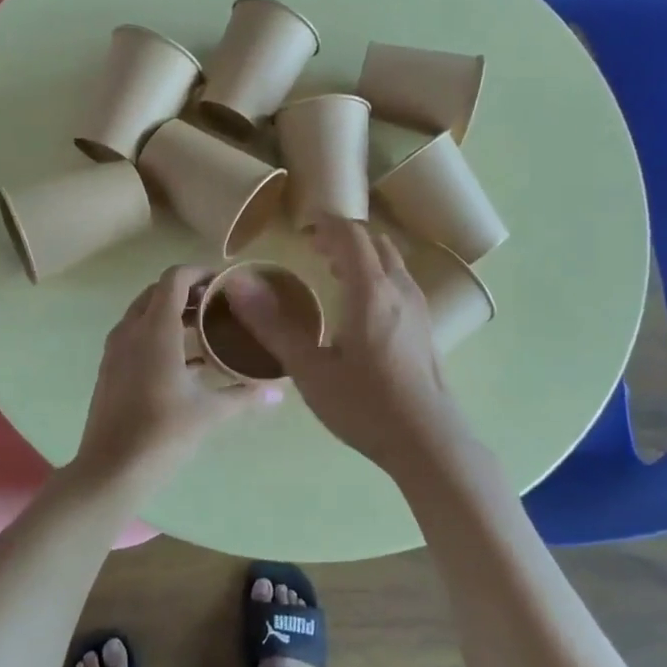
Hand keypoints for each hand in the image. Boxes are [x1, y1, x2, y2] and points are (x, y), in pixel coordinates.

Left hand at [71, 265, 279, 490]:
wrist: (111, 470)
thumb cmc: (162, 433)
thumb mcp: (210, 411)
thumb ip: (244, 395)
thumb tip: (279, 392)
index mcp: (155, 329)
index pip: (174, 278)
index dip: (200, 272)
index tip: (225, 282)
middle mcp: (131, 330)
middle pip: (158, 293)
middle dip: (188, 292)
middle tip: (219, 305)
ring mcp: (116, 350)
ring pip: (144, 315)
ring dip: (172, 314)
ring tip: (206, 329)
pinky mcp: (111, 370)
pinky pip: (136, 337)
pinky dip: (159, 336)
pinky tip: (186, 362)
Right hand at [223, 220, 471, 478]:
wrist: (428, 441)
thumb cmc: (365, 405)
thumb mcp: (310, 369)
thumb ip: (273, 325)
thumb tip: (238, 283)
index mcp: (371, 290)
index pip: (351, 235)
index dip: (326, 224)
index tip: (302, 229)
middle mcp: (399, 288)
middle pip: (374, 242)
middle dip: (344, 237)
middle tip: (314, 250)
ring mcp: (418, 307)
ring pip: (392, 261)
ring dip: (363, 255)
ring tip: (334, 272)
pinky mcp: (426, 326)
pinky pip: (400, 281)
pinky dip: (378, 274)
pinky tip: (362, 307)